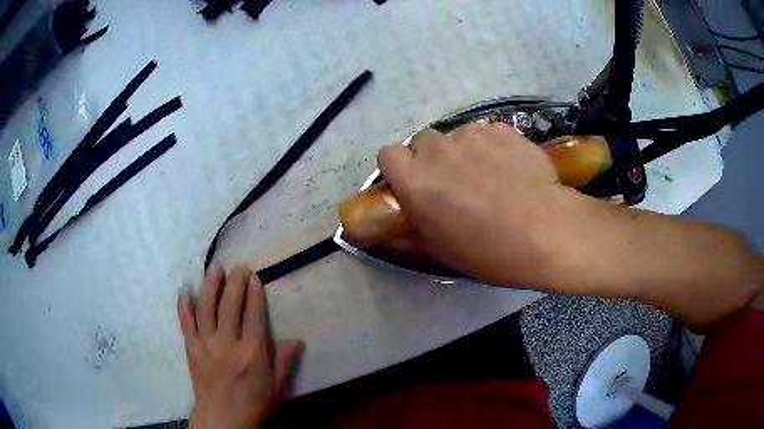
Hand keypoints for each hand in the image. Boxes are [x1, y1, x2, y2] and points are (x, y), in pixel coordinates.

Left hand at [178, 264, 302, 428]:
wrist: (222, 419)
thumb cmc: (254, 405)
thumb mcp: (277, 387)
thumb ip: (285, 362)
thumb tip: (297, 340)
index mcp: (252, 352)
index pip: (253, 315)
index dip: (254, 293)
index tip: (253, 276)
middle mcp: (228, 343)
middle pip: (230, 306)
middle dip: (235, 283)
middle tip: (238, 266)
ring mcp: (206, 344)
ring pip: (207, 308)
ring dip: (211, 286)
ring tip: (215, 268)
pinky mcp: (191, 348)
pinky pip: (186, 323)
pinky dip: (184, 305)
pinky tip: (184, 290)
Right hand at [378, 123, 585, 287]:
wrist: (545, 231)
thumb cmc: (489, 251)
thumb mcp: (442, 250)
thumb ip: (414, 230)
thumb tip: (400, 226)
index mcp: (415, 180)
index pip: (388, 155)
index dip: (399, 168)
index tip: (414, 182)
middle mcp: (437, 150)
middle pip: (422, 141)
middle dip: (432, 158)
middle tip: (454, 182)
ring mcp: (472, 135)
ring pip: (457, 137)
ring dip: (464, 152)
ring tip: (489, 175)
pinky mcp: (502, 130)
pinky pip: (487, 134)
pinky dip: (492, 147)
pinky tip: (511, 168)